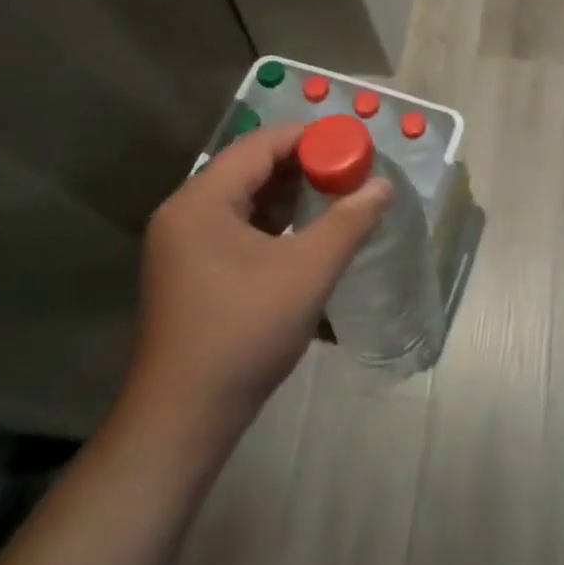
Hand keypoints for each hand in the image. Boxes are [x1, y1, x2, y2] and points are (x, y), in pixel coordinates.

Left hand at [119, 125, 389, 438]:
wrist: (181, 425)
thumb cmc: (242, 336)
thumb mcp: (307, 273)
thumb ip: (349, 221)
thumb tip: (383, 185)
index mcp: (201, 202)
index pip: (262, 145)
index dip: (311, 139)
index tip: (354, 147)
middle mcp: (185, 213)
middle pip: (252, 166)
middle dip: (305, 166)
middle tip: (351, 172)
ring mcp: (183, 244)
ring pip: (246, 196)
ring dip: (291, 194)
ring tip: (337, 198)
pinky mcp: (190, 270)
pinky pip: (237, 225)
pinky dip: (274, 221)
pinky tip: (307, 234)